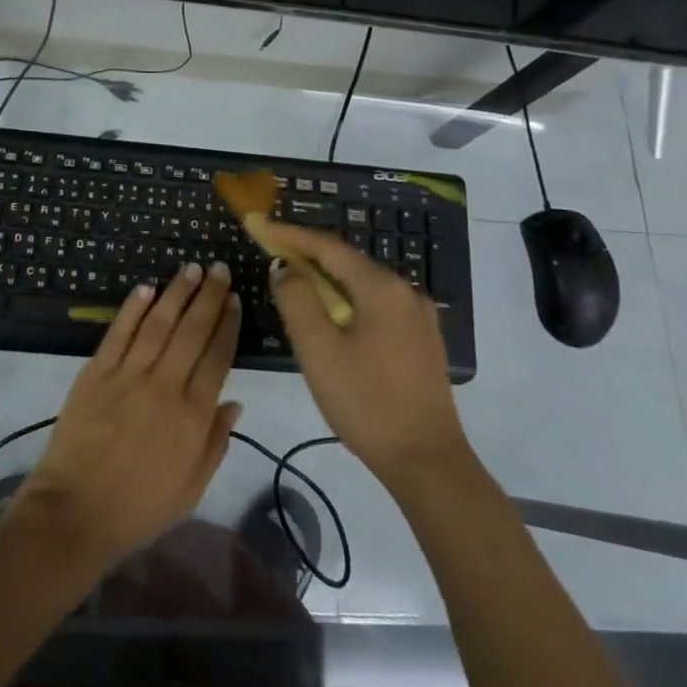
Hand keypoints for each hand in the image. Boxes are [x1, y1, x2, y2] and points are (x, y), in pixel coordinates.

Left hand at [8, 262, 243, 573]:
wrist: (75, 513)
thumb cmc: (139, 508)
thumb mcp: (192, 487)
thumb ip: (216, 441)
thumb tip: (235, 401)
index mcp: (193, 415)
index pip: (217, 356)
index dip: (227, 324)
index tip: (235, 299)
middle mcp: (164, 386)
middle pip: (192, 330)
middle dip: (208, 296)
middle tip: (219, 270)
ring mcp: (127, 375)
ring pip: (158, 323)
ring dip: (176, 292)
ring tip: (191, 268)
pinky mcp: (95, 373)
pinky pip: (118, 332)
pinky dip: (133, 308)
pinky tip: (146, 288)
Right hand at [267, 222, 473, 486]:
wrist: (426, 461)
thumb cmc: (366, 402)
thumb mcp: (318, 350)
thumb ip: (297, 300)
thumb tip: (284, 268)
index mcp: (382, 288)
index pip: (329, 247)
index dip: (291, 235)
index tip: (260, 225)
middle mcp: (406, 293)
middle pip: (348, 263)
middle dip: (308, 256)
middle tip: (272, 253)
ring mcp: (417, 318)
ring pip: (362, 286)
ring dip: (326, 281)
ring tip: (293, 284)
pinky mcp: (420, 341)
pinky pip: (375, 306)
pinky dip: (346, 301)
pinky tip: (329, 317)